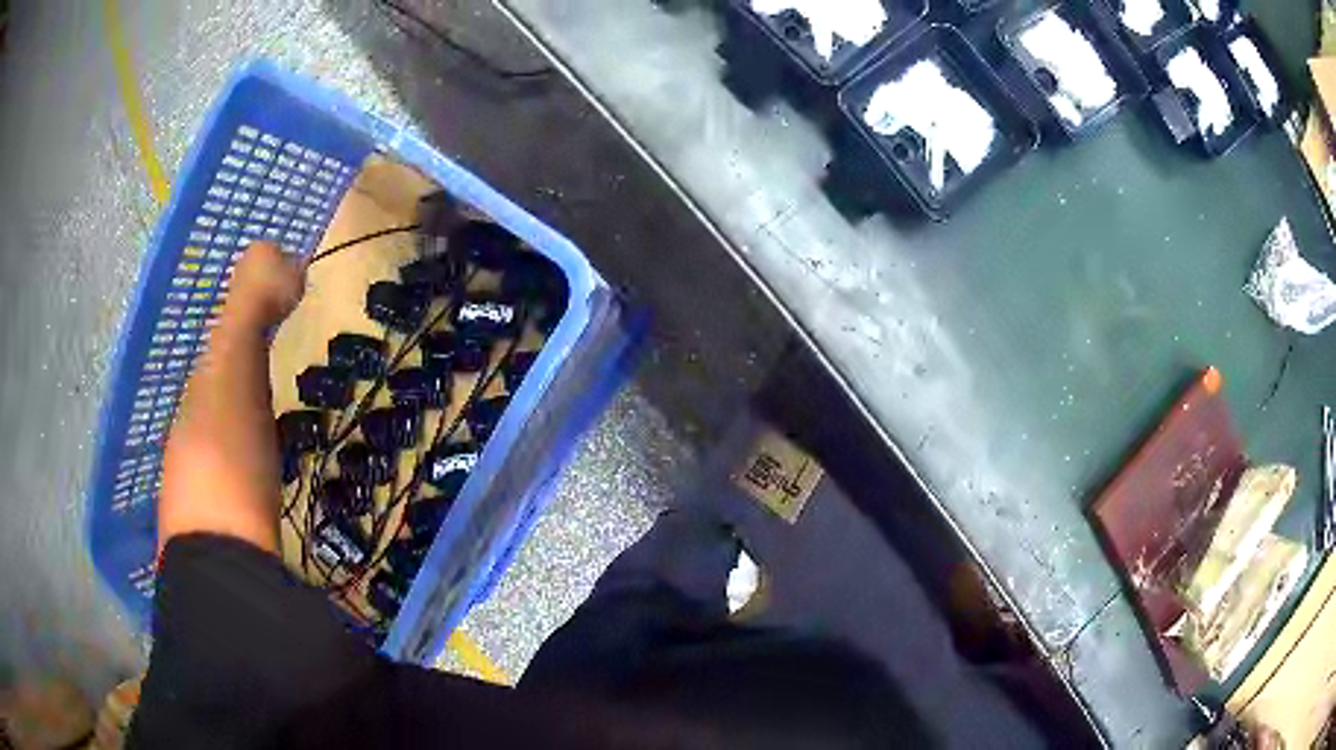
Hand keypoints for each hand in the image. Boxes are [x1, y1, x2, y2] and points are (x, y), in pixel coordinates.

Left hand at [224, 242, 306, 329]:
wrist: (245, 318)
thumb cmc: (275, 292)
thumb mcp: (298, 280)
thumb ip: (300, 271)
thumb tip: (299, 267)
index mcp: (265, 244)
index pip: (280, 249)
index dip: (289, 263)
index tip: (295, 277)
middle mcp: (247, 254)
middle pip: (265, 263)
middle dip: (273, 275)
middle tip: (284, 291)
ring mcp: (236, 276)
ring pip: (255, 280)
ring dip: (263, 290)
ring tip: (274, 306)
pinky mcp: (230, 296)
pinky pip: (248, 296)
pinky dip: (254, 303)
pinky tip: (262, 314)